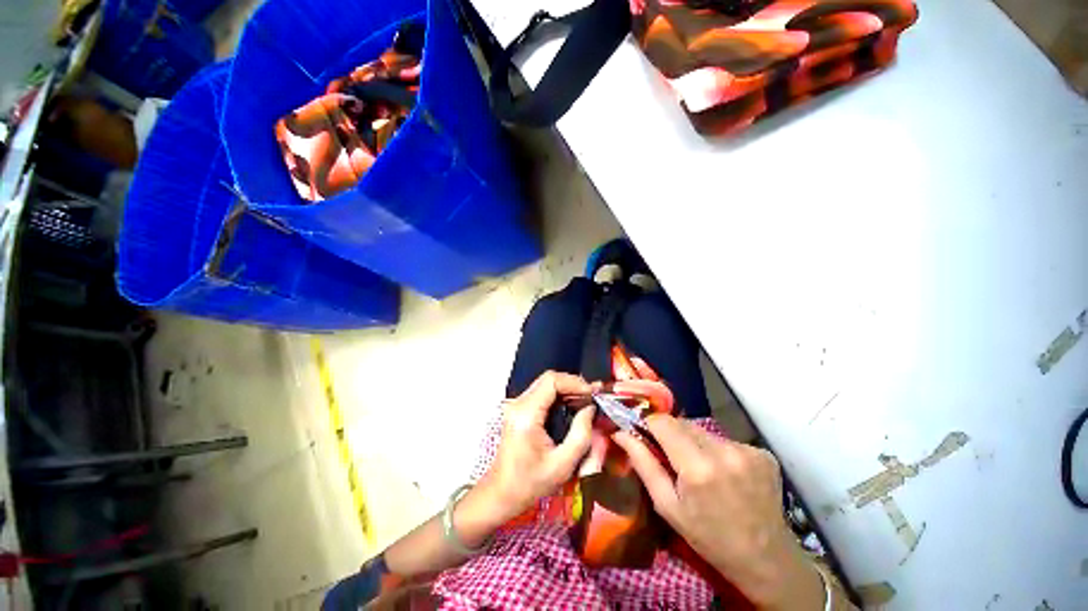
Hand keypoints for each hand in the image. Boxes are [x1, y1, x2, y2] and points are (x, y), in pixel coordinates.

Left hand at [475, 371, 595, 525]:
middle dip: (573, 384)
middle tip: (592, 397)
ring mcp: (517, 405)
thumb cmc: (529, 484)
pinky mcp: (519, 410)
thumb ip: (581, 434)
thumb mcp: (562, 465)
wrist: (500, 494)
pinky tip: (572, 407)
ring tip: (586, 401)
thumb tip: (591, 408)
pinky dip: (559, 396)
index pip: (551, 381)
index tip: (593, 394)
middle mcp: (519, 404)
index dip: (575, 382)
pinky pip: (542, 394)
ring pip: (546, 384)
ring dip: (567, 389)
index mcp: (527, 414)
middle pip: (549, 379)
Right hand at [613, 415, 824, 609]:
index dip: (649, 424)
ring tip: (699, 468)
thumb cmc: (708, 537)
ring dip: (694, 442)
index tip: (644, 435)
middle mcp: (724, 451)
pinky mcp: (761, 452)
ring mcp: (747, 450)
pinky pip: (725, 440)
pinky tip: (723, 473)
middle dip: (671, 434)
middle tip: (671, 457)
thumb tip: (619, 432)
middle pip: (683, 423)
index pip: (663, 422)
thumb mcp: (667, 505)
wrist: (766, 559)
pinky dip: (716, 450)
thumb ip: (643, 464)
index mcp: (697, 467)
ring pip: (703, 431)